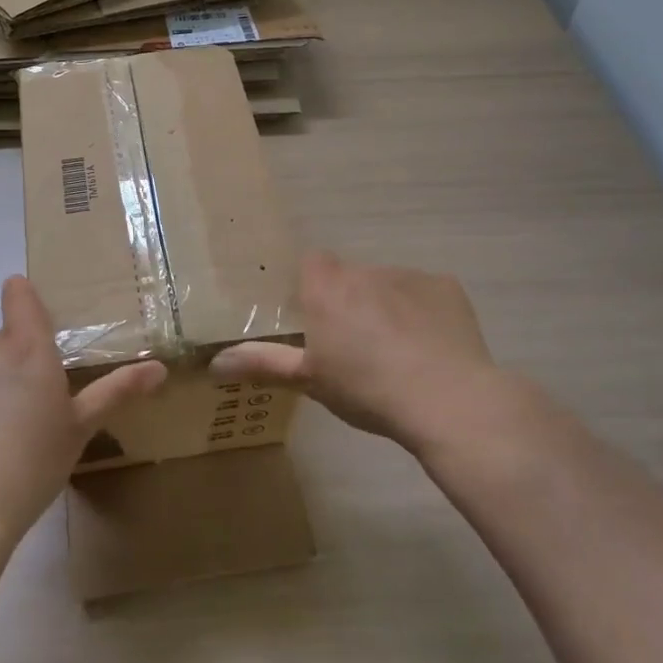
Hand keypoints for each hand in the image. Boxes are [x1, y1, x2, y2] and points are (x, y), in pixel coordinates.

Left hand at [0, 276, 165, 543]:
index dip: (23, 296)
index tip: (27, 310)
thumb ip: (117, 391)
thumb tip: (160, 367)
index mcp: (28, 349)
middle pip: (1, 344)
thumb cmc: (32, 464)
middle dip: (12, 366)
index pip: (21, 297)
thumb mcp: (80, 429)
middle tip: (24, 413)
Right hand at [212, 251, 528, 457]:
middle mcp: (364, 271)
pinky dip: (422, 312)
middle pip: (350, 277)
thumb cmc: (367, 389)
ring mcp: (408, 275)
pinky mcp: (446, 287)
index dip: (312, 287)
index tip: (316, 319)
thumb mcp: (309, 380)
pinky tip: (430, 348)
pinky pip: (425, 294)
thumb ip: (262, 364)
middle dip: (350, 302)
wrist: (448, 399)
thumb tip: (214, 364)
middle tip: (355, 345)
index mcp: (327, 288)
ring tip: (397, 352)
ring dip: (385, 307)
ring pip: (387, 285)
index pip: (312, 263)